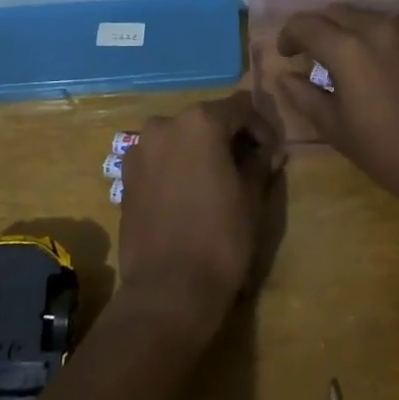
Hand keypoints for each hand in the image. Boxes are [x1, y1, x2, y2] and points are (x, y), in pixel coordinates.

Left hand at [116, 93, 284, 344]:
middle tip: (249, 165)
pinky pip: (160, 159)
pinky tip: (191, 194)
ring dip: (202, 151)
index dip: (261, 128)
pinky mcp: (126, 176)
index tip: (272, 154)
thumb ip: (260, 162)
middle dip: (230, 137)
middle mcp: (165, 124)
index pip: (240, 108)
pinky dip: (178, 166)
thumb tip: (271, 150)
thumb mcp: (251, 197)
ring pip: (181, 138)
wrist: (167, 291)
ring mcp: (140, 149)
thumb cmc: (220, 238)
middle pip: (207, 120)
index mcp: (200, 121)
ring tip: (219, 180)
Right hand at [265, 8, 398, 219]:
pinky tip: (387, 53)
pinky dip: (386, 30)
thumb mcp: (334, 127)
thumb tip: (284, 75)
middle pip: (335, 12)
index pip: (305, 24)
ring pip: (367, 14)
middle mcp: (377, 26)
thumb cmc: (385, 151)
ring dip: (351, 28)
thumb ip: (303, 94)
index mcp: (347, 49)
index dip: (289, 35)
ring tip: (352, 56)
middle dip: (319, 29)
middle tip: (314, 55)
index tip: (288, 54)